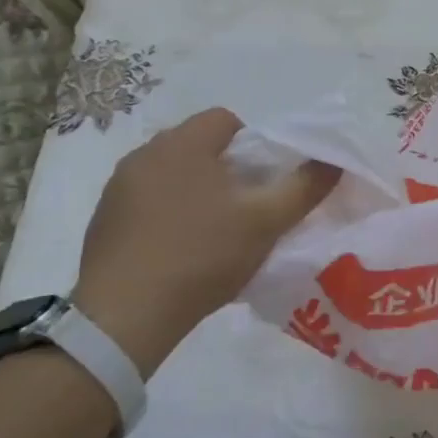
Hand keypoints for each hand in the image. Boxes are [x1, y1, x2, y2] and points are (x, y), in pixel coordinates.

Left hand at [74, 108, 339, 375]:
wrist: (124, 317)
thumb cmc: (202, 255)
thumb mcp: (266, 221)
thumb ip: (305, 187)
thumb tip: (335, 161)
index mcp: (183, 143)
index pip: (226, 120)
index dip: (253, 146)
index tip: (262, 183)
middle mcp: (145, 154)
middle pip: (198, 146)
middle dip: (225, 169)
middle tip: (244, 209)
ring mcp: (118, 188)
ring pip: (171, 174)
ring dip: (194, 191)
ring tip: (212, 233)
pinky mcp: (102, 221)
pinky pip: (146, 202)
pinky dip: (165, 215)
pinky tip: (178, 252)